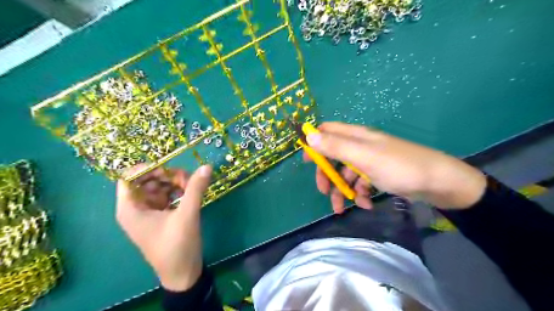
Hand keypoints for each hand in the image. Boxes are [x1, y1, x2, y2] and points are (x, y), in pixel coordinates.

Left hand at [116, 163, 212, 291]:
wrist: (183, 273)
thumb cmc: (177, 246)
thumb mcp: (187, 215)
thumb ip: (195, 189)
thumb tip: (207, 166)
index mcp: (131, 209)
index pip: (129, 177)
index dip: (147, 168)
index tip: (169, 167)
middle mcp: (136, 208)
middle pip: (147, 180)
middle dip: (167, 175)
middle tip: (187, 179)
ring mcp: (149, 212)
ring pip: (159, 186)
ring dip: (175, 183)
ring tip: (192, 186)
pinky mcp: (161, 215)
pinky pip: (166, 195)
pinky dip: (178, 191)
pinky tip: (190, 194)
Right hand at [302, 122, 485, 213]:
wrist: (439, 183)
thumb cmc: (399, 166)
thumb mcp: (364, 156)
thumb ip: (335, 146)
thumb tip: (308, 136)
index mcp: (356, 136)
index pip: (327, 131)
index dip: (314, 142)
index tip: (305, 160)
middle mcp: (360, 146)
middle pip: (333, 156)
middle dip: (327, 174)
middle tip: (324, 191)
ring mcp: (369, 161)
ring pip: (346, 173)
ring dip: (343, 190)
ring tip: (343, 209)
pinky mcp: (378, 174)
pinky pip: (361, 183)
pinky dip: (360, 194)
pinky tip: (366, 205)